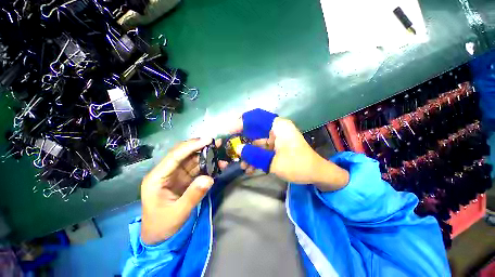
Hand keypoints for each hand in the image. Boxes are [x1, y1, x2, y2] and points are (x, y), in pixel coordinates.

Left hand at [140, 138, 217, 244]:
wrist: (159, 238)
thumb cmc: (163, 226)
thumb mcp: (178, 213)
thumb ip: (193, 195)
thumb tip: (209, 178)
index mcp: (157, 178)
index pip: (175, 156)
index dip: (192, 146)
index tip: (208, 140)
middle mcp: (166, 172)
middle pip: (184, 154)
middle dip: (200, 147)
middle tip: (216, 143)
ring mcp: (175, 175)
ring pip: (192, 160)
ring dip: (206, 156)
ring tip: (220, 152)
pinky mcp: (184, 179)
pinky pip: (197, 168)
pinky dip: (207, 166)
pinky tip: (217, 165)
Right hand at [230, 109, 348, 190]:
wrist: (316, 174)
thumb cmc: (298, 166)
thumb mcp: (274, 162)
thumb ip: (254, 155)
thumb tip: (238, 149)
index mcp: (278, 126)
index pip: (256, 117)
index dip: (241, 122)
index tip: (230, 131)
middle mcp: (276, 129)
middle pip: (254, 130)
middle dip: (243, 141)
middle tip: (232, 150)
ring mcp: (275, 138)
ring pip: (256, 142)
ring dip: (249, 153)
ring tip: (242, 165)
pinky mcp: (276, 147)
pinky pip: (262, 149)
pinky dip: (255, 157)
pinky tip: (250, 168)